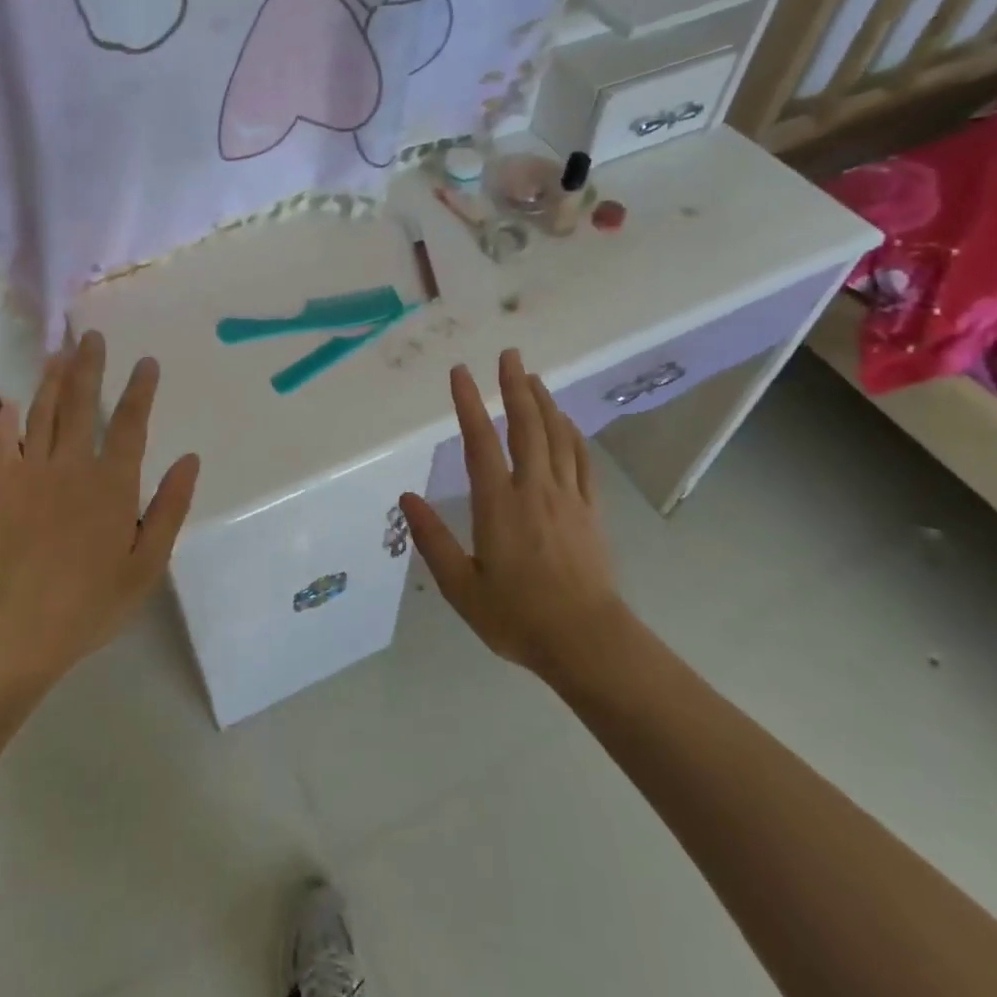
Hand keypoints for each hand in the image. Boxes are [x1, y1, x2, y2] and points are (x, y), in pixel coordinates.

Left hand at [0, 333, 200, 688]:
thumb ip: (169, 507)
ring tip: (59, 351)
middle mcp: (72, 467)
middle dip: (89, 367)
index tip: (147, 361)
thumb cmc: (93, 601)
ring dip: (52, 380)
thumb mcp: (147, 561)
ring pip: (43, 414)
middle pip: (81, 404)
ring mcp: (33, 476)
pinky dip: (5, 421)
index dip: (141, 390)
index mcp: (112, 484)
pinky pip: (4, 446)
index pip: (131, 424)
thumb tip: (190, 459)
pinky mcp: (4, 491)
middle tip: (92, 335)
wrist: (19, 631)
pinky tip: (9, 402)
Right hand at [400, 349, 627, 685]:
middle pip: (526, 426)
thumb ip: (432, 539)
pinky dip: (572, 434)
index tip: (460, 372)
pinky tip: (566, 423)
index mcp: (499, 505)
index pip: (481, 441)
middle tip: (509, 354)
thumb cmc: (517, 617)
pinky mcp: (590, 510)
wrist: (587, 641)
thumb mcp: (461, 587)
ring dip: (544, 402)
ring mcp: (568, 497)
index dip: (469, 403)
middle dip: (515, 386)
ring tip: (533, 377)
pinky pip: (582, 460)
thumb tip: (406, 497)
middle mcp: (535, 490)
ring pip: (557, 437)